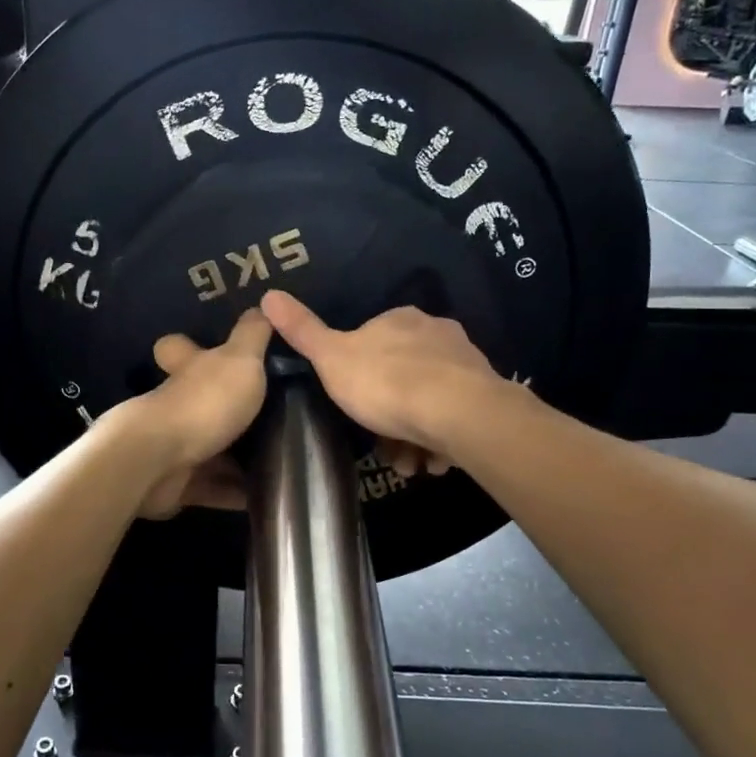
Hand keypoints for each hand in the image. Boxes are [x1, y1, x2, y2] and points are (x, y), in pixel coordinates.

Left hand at [120, 308, 272, 517]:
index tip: (212, 349)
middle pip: (197, 401)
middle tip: (271, 413)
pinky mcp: (179, 484)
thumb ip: (253, 335)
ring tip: (283, 457)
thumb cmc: (203, 403)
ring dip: (239, 456)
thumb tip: (263, 305)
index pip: (178, 348)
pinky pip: (215, 488)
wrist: (159, 463)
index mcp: (188, 370)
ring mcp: (175, 446)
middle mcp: (177, 405)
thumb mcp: (240, 360)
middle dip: (226, 409)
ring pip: (211, 447)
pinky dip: (237, 493)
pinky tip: (268, 494)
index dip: (189, 346)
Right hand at [260, 291, 503, 465]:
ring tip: (407, 463)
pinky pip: (456, 418)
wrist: (458, 413)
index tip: (354, 403)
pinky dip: (441, 440)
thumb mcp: (331, 359)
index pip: (373, 339)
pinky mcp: (487, 394)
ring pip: (430, 399)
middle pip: (403, 373)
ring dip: (415, 433)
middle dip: (390, 411)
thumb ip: (303, 330)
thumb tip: (268, 294)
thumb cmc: (386, 383)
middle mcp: (436, 332)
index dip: (360, 374)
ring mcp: (465, 362)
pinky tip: (432, 461)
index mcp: (399, 319)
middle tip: (380, 444)